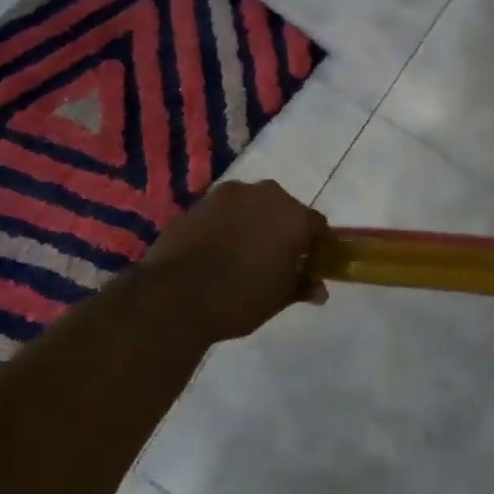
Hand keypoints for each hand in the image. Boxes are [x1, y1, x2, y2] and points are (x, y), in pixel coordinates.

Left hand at [140, 181, 331, 342]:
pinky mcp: (197, 203)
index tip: (307, 264)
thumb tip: (320, 290)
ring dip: (251, 221)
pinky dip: (223, 225)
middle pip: (283, 208)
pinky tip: (213, 250)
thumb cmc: (239, 298)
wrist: (173, 297)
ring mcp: (228, 195)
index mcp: (294, 216)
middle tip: (274, 258)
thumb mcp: (278, 298)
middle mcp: (265, 195)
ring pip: (250, 205)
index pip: (317, 225)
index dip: (315, 245)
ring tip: (239, 252)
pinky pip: (220, 212)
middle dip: (282, 228)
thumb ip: (302, 286)